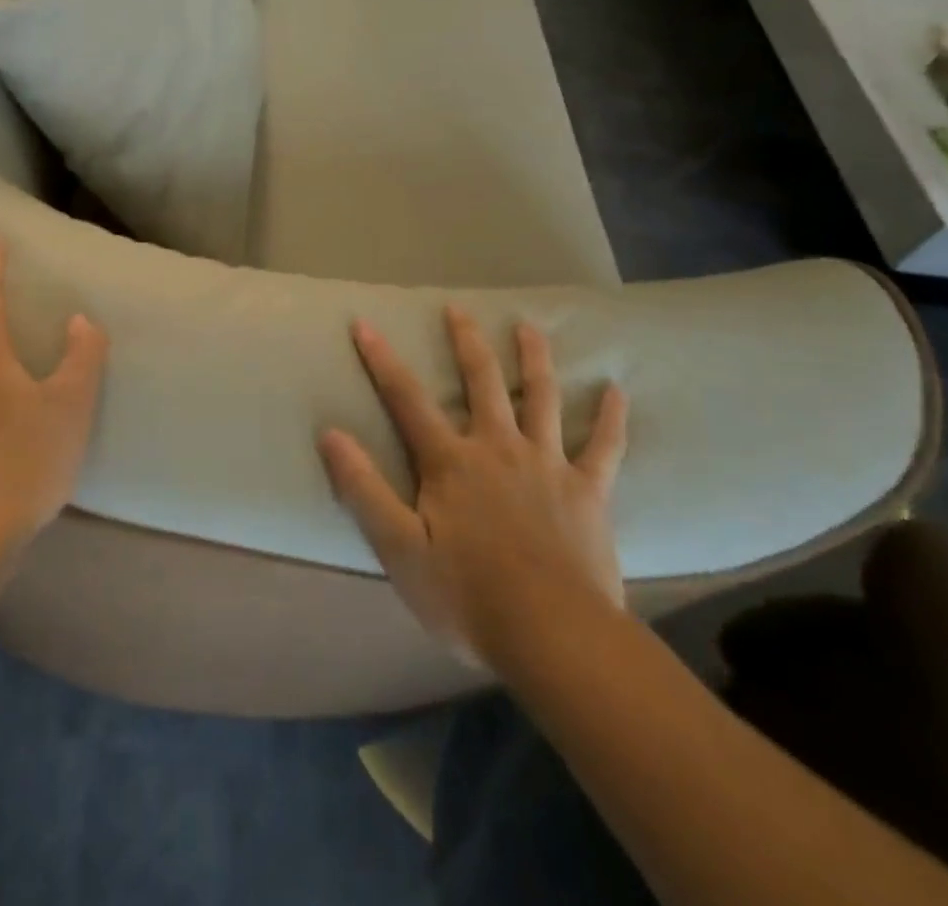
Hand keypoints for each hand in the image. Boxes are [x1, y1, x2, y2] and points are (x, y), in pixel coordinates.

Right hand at [317, 307, 628, 669]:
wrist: (554, 638)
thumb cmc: (468, 597)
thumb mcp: (399, 550)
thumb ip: (364, 489)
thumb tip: (331, 435)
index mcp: (451, 462)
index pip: (407, 398)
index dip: (382, 359)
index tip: (364, 323)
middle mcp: (498, 448)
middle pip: (481, 381)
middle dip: (466, 342)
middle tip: (458, 308)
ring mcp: (548, 465)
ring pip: (541, 398)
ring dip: (534, 360)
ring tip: (529, 327)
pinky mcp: (588, 492)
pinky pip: (604, 447)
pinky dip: (610, 418)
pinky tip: (616, 390)